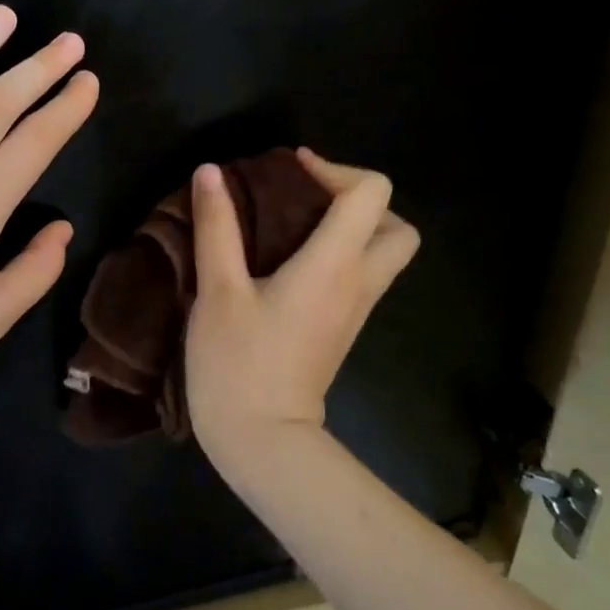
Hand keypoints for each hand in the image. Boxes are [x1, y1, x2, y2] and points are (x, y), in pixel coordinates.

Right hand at [184, 149, 419, 461]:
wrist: (261, 440)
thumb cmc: (237, 362)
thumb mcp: (218, 291)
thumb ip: (216, 228)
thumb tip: (211, 171)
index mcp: (333, 266)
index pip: (371, 194)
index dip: (335, 168)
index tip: (291, 169)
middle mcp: (357, 283)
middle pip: (397, 227)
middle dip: (359, 201)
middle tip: (308, 200)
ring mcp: (355, 310)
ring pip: (384, 253)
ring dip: (352, 227)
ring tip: (295, 224)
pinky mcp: (342, 328)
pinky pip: (361, 276)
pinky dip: (340, 254)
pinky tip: (289, 259)